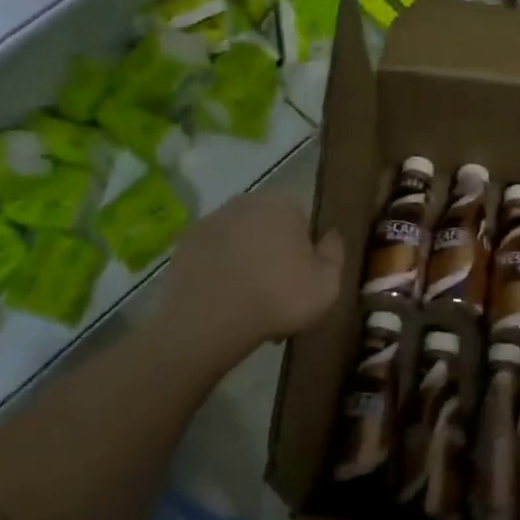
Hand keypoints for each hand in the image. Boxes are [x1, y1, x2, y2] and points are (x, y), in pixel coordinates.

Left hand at [161, 190, 344, 353]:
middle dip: (273, 255)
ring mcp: (211, 220)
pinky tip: (222, 300)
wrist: (209, 319)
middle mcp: (246, 200)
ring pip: (239, 241)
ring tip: (247, 304)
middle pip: (268, 229)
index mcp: (283, 203)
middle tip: (276, 296)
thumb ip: (335, 253)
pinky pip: (213, 255)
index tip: (301, 282)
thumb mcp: (327, 284)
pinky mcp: (185, 242)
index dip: (304, 254)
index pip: (302, 222)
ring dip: (245, 263)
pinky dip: (219, 271)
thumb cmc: (278, 297)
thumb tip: (330, 235)